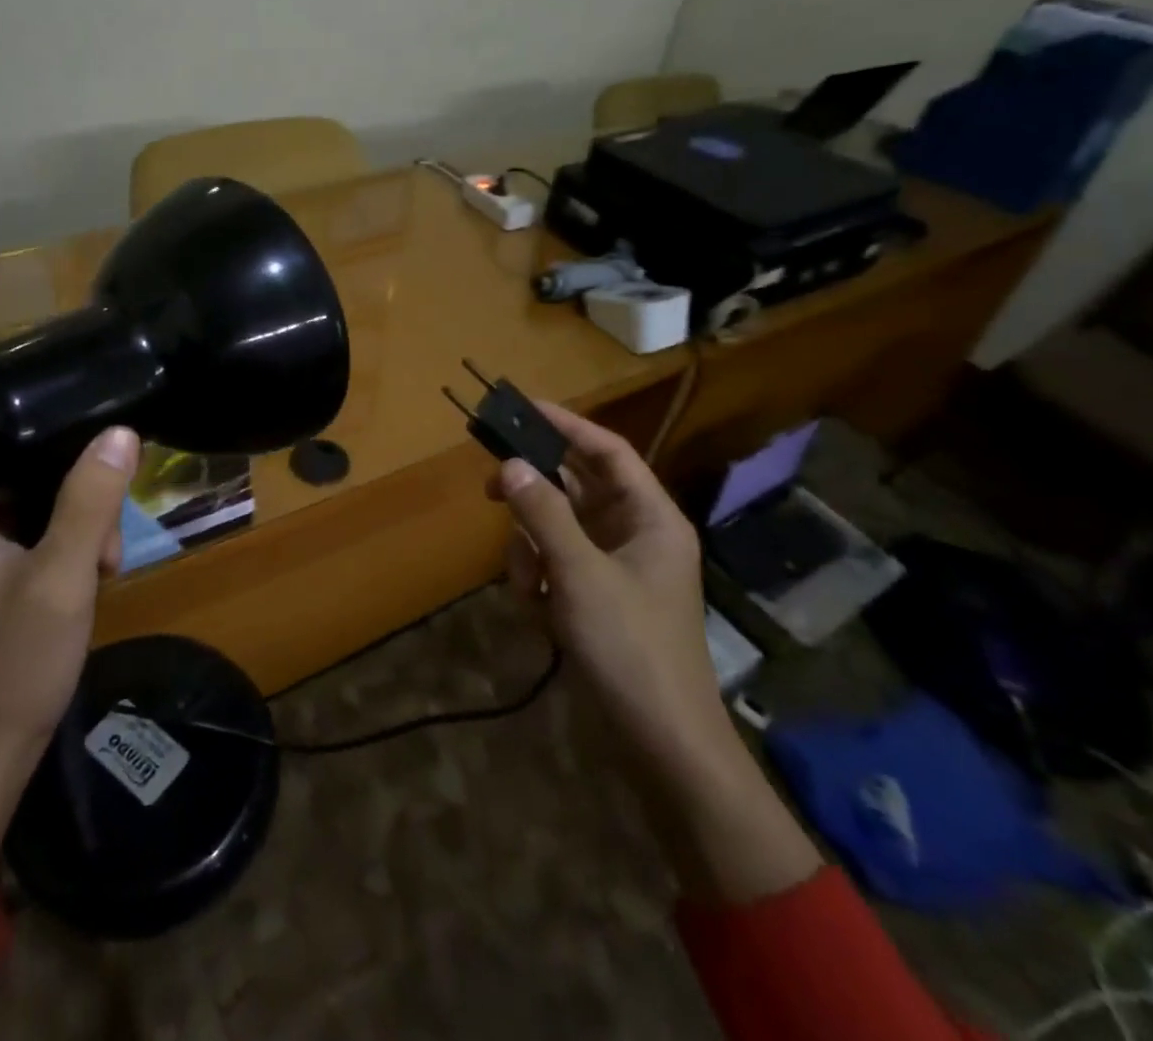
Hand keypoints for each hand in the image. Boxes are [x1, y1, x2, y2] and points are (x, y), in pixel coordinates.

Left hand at [0, 381, 138, 923]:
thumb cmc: (11, 664)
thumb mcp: (60, 578)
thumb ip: (89, 504)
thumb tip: (120, 432)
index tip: (26, 357)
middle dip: (50, 441)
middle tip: (101, 440)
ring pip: (23, 482)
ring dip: (73, 494)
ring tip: (110, 534)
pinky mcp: (1, 562)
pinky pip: (36, 516)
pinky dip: (71, 523)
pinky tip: (104, 558)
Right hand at [485, 402, 821, 904]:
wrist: (661, 744)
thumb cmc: (631, 648)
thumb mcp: (580, 575)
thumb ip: (543, 515)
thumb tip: (509, 464)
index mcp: (651, 518)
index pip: (607, 452)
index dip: (566, 426)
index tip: (521, 409)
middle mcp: (635, 533)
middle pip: (574, 489)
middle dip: (535, 497)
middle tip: (490, 489)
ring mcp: (614, 566)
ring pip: (556, 529)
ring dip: (531, 551)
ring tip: (529, 589)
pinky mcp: (595, 596)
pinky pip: (555, 563)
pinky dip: (538, 579)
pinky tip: (539, 612)